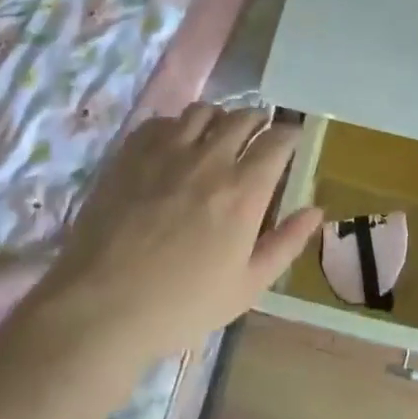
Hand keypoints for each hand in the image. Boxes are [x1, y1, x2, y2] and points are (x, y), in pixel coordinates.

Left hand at [25, 104, 322, 370]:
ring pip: (202, 111)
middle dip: (257, 120)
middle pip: (242, 117)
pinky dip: (175, 126)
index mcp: (244, 191)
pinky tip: (173, 146)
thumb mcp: (247, 287)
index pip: (277, 140)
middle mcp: (209, 159)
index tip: (291, 138)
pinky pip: (161, 122)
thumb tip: (316, 210)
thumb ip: (286, 243)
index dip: (289, 133)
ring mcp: (166, 152)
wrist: (101, 308)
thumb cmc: (181, 305)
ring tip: (216, 135)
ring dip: (218, 118)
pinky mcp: (130, 154)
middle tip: (257, 135)